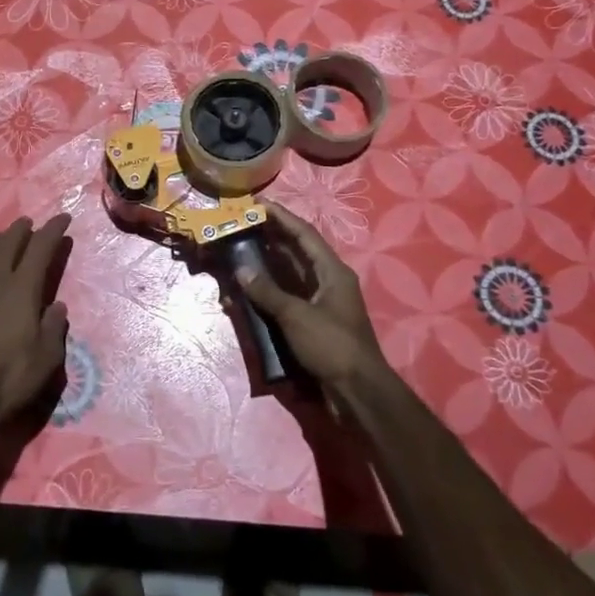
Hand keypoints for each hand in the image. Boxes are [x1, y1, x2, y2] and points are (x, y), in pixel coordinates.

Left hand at [0, 214, 72, 438]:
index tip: (63, 218)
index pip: (41, 249)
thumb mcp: (47, 358)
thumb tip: (56, 307)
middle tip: (28, 223)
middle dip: (20, 231)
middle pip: (6, 246)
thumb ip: (53, 327)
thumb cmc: (10, 379)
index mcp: (21, 290)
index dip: (53, 231)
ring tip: (0, 239)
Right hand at [236, 202, 387, 389]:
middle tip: (240, 228)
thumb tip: (241, 270)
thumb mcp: (296, 316)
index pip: (304, 234)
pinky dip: (266, 295)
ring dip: (264, 268)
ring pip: (287, 276)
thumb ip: (268, 292)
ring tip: (237, 257)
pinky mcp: (311, 323)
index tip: (257, 204)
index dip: (281, 216)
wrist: (357, 392)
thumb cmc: (332, 346)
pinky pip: (285, 300)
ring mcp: (319, 303)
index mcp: (332, 271)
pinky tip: (245, 296)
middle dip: (268, 239)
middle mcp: (327, 281)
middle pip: (295, 252)